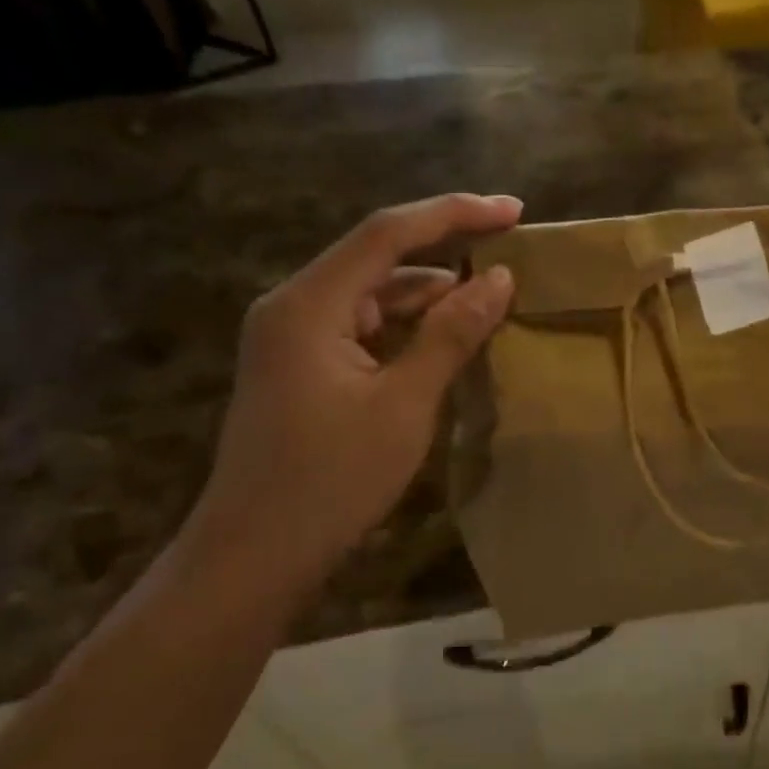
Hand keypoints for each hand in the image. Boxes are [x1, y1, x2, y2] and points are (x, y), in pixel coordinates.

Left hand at [189, 193, 520, 589]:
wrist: (254, 558)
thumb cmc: (331, 480)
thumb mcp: (405, 404)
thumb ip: (452, 334)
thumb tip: (500, 279)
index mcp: (310, 304)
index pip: (389, 234)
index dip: (456, 213)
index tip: (514, 210)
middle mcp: (295, 307)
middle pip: (379, 257)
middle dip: (446, 250)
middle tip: (510, 251)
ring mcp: (295, 339)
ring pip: (374, 295)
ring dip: (431, 294)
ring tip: (491, 299)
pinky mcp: (304, 369)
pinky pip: (366, 328)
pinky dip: (409, 327)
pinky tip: (449, 341)